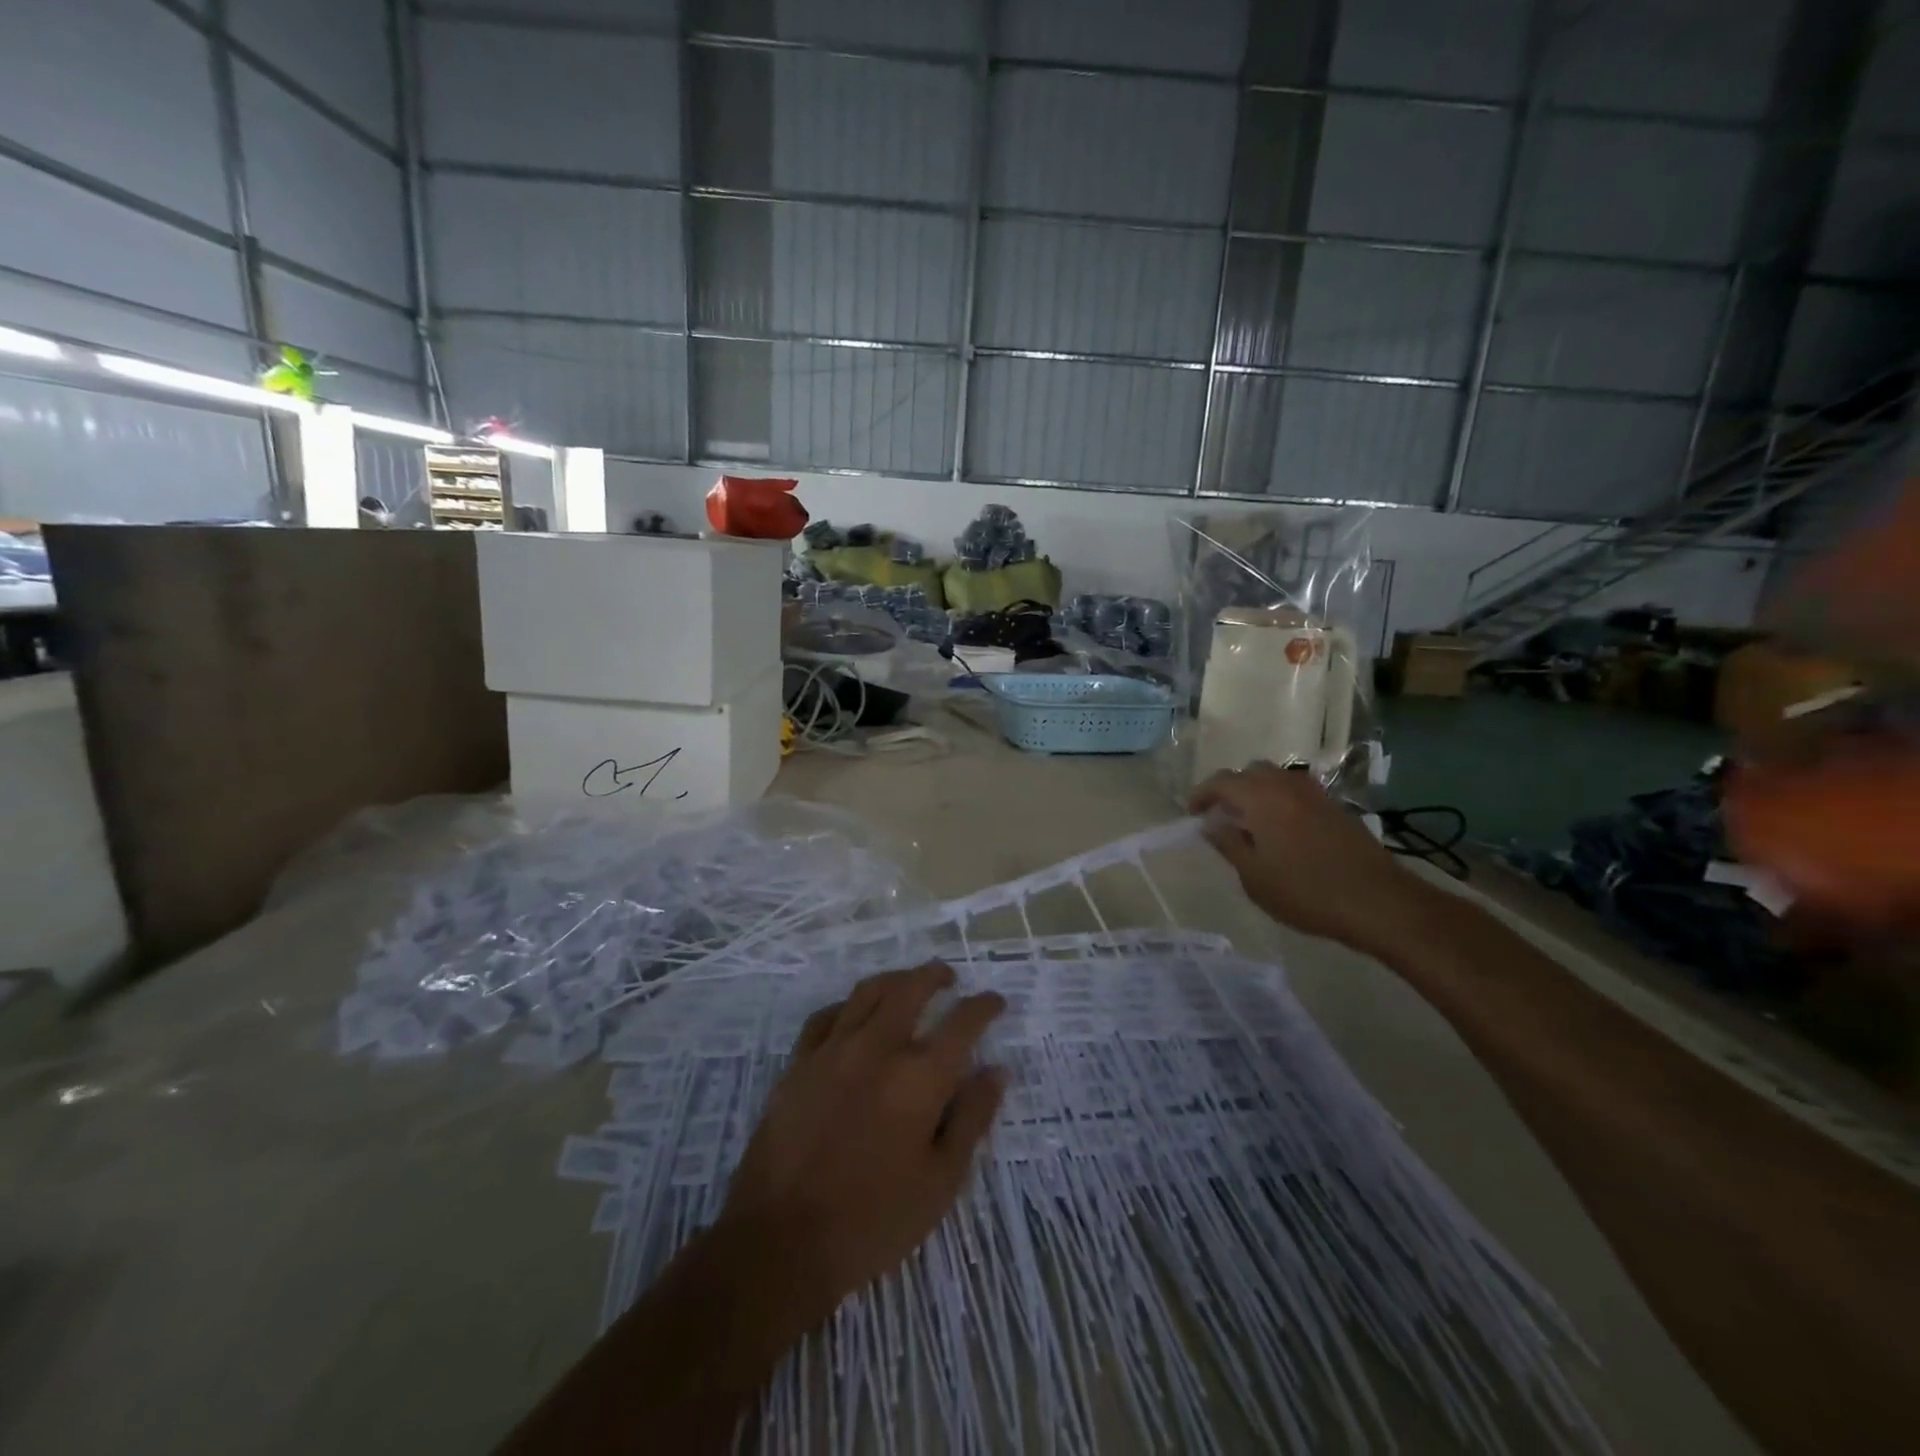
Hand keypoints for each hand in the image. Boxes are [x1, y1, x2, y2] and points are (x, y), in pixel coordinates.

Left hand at [717, 963, 1006, 1332]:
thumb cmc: (873, 1220)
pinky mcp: (799, 1063)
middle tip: (949, 978)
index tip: (995, 1002)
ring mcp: (834, 1050)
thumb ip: (972, 1119)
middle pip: (911, 988)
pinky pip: (826, 1016)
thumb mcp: (941, 1182)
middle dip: (935, 975)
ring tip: (907, 983)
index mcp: (920, 1077)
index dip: (984, 1006)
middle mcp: (878, 1048)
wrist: (782, 1241)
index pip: (963, 1023)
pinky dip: (848, 1006)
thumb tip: (997, 1071)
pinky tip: (853, 1014)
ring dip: (895, 979)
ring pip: (868, 991)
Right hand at [1190, 762, 1432, 955]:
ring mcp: (1315, 794)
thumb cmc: (1305, 891)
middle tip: (1222, 817)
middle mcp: (1287, 785)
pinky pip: (1297, 792)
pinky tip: (1283, 831)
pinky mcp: (1336, 807)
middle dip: (1231, 789)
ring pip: (1277, 779)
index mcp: (1261, 797)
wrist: (1378, 901)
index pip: (1221, 781)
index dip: (1202, 794)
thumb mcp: (1254, 876)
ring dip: (1258, 792)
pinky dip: (1281, 801)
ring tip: (1252, 823)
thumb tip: (1210, 823)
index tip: (1193, 814)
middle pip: (1250, 772)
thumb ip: (1228, 844)